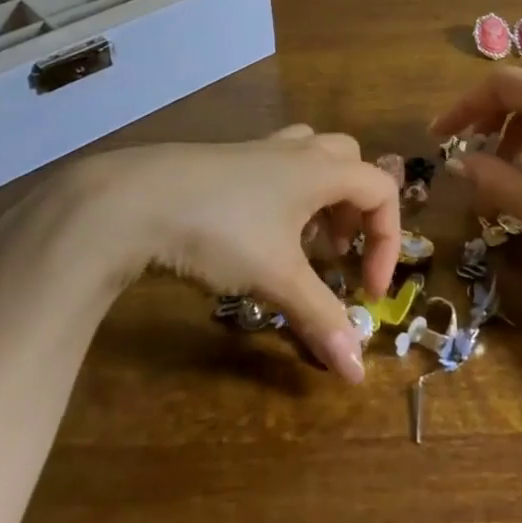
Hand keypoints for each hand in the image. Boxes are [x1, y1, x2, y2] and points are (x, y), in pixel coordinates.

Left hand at [24, 125, 399, 381]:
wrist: (134, 200)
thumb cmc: (220, 230)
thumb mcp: (275, 277)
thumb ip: (320, 318)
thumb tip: (357, 373)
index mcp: (320, 169)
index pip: (381, 190)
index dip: (388, 241)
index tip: (368, 290)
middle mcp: (296, 151)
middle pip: (350, 162)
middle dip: (356, 209)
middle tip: (338, 253)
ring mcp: (258, 149)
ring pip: (312, 157)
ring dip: (322, 197)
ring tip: (304, 241)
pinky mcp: (227, 159)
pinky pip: (277, 166)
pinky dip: (287, 194)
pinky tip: (259, 232)